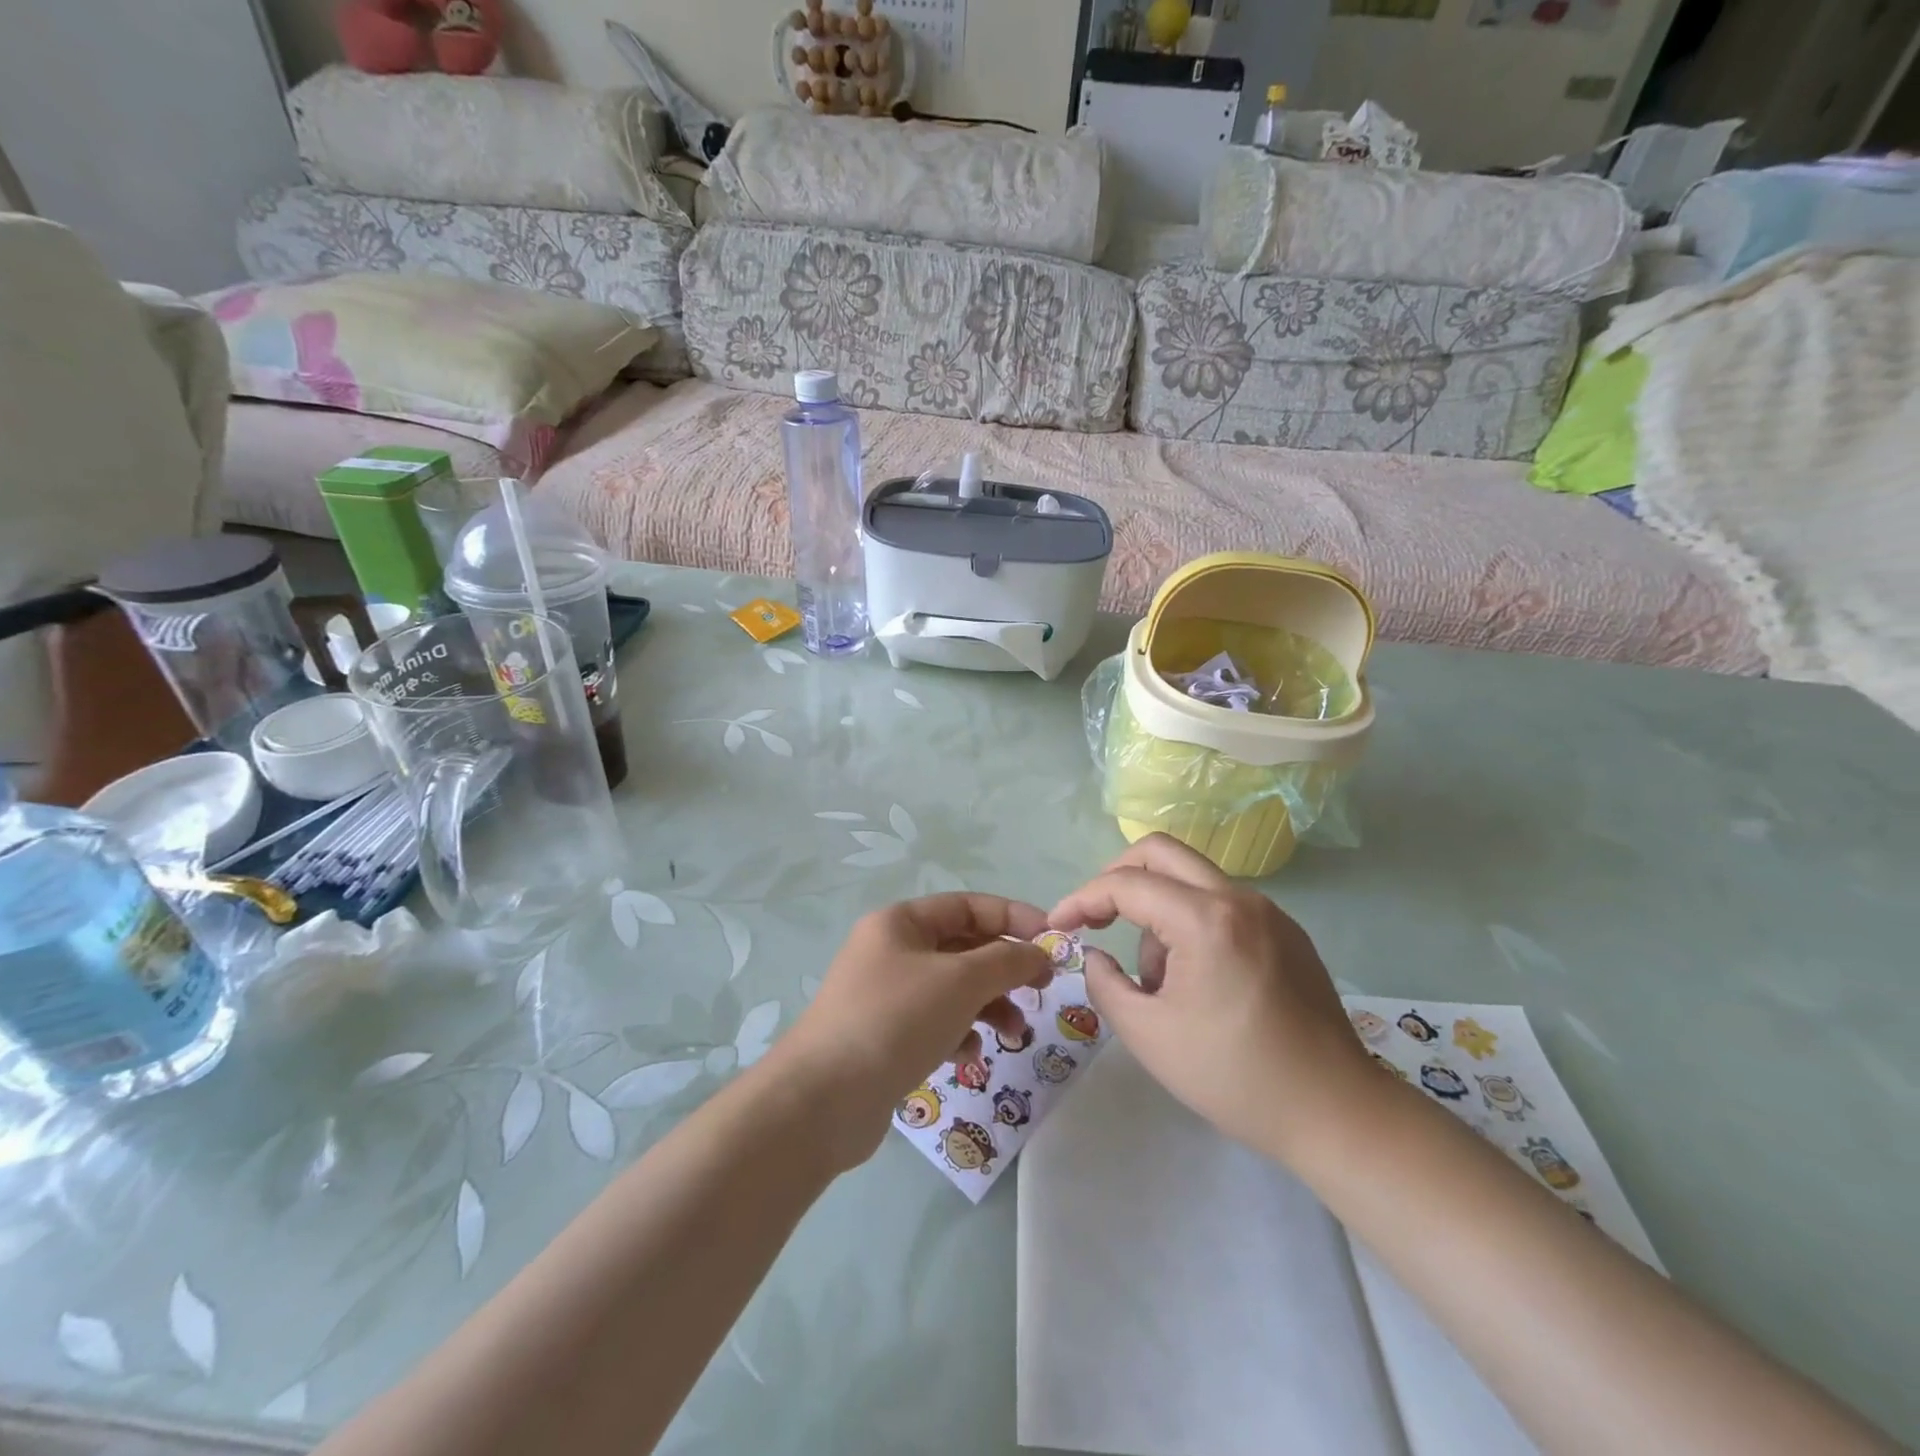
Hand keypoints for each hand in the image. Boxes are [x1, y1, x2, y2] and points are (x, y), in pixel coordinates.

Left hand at [773, 894, 1053, 1170]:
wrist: (824, 1100)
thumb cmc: (896, 1020)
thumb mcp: (960, 981)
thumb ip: (1007, 961)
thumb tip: (1039, 952)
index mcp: (901, 923)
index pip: (968, 906)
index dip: (1013, 918)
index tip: (1052, 941)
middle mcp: (891, 951)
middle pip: (962, 948)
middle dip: (1004, 969)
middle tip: (1042, 990)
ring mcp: (885, 996)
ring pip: (952, 990)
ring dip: (988, 1006)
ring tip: (1012, 1034)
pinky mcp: (885, 1037)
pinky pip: (935, 1023)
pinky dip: (958, 1034)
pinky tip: (966, 1056)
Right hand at [1049, 835, 1371, 1162]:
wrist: (1337, 1113)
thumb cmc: (1235, 1077)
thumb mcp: (1149, 1036)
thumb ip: (1105, 985)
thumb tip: (1097, 956)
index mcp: (1205, 919)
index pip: (1126, 884)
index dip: (1082, 899)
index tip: (1059, 926)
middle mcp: (1239, 899)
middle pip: (1161, 852)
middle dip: (1116, 877)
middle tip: (1096, 918)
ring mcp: (1269, 912)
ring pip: (1191, 879)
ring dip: (1157, 909)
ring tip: (1159, 982)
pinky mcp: (1286, 932)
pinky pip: (1221, 904)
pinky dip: (1190, 922)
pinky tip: (1196, 980)